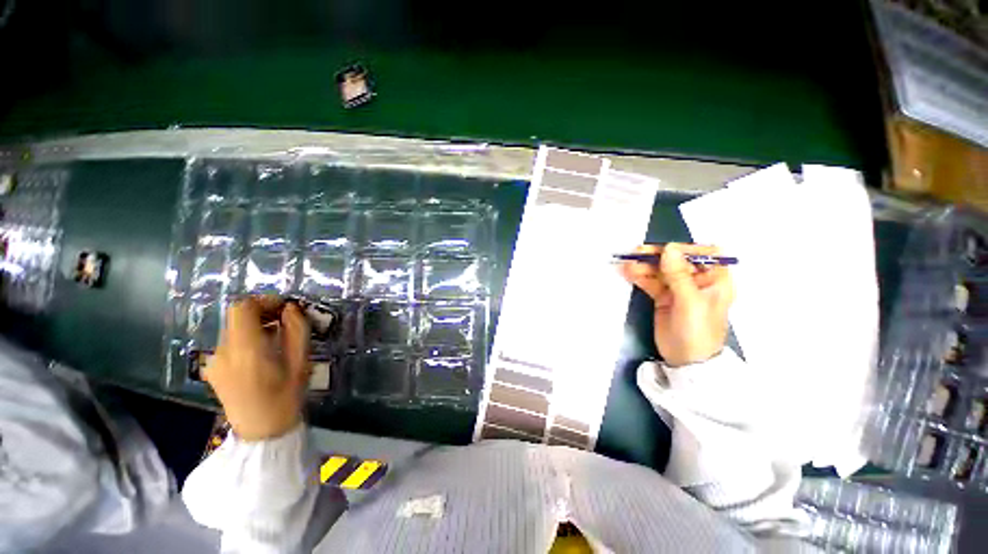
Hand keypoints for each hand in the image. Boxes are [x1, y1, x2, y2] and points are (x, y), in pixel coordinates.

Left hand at [203, 296, 310, 440]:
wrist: (260, 432)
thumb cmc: (286, 397)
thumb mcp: (301, 363)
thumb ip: (297, 331)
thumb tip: (292, 308)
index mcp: (246, 351)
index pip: (242, 309)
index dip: (264, 301)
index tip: (285, 308)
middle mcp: (223, 352)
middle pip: (237, 316)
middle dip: (263, 312)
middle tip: (286, 320)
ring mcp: (214, 361)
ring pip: (234, 328)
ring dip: (256, 325)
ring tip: (278, 337)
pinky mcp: (213, 368)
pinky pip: (230, 341)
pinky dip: (248, 337)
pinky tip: (264, 352)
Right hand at [620, 243, 734, 366]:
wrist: (686, 361)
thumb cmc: (697, 331)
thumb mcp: (690, 302)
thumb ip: (679, 275)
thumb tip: (668, 248)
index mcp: (715, 280)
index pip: (704, 254)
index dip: (685, 249)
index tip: (665, 250)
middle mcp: (697, 281)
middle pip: (677, 260)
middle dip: (658, 256)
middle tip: (637, 253)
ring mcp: (678, 289)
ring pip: (661, 271)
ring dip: (645, 266)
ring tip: (628, 266)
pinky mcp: (663, 297)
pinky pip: (651, 282)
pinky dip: (640, 277)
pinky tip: (628, 273)